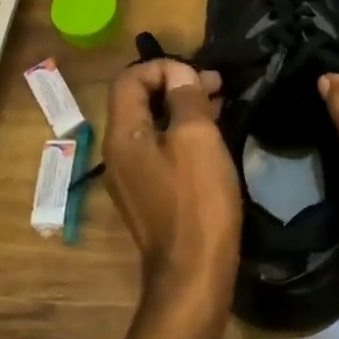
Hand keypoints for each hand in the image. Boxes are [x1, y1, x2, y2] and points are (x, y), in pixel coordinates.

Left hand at [101, 60, 241, 321]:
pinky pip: (160, 148)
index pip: (129, 78)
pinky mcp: (149, 193)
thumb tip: (179, 74)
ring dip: (182, 107)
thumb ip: (185, 98)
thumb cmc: (197, 199)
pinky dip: (182, 133)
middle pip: (139, 100)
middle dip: (176, 84)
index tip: (199, 75)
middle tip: (217, 85)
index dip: (163, 66)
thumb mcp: (197, 137)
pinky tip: (212, 136)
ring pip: (152, 124)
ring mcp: (132, 175)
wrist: (193, 272)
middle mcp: (119, 151)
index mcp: (123, 134)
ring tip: (220, 104)